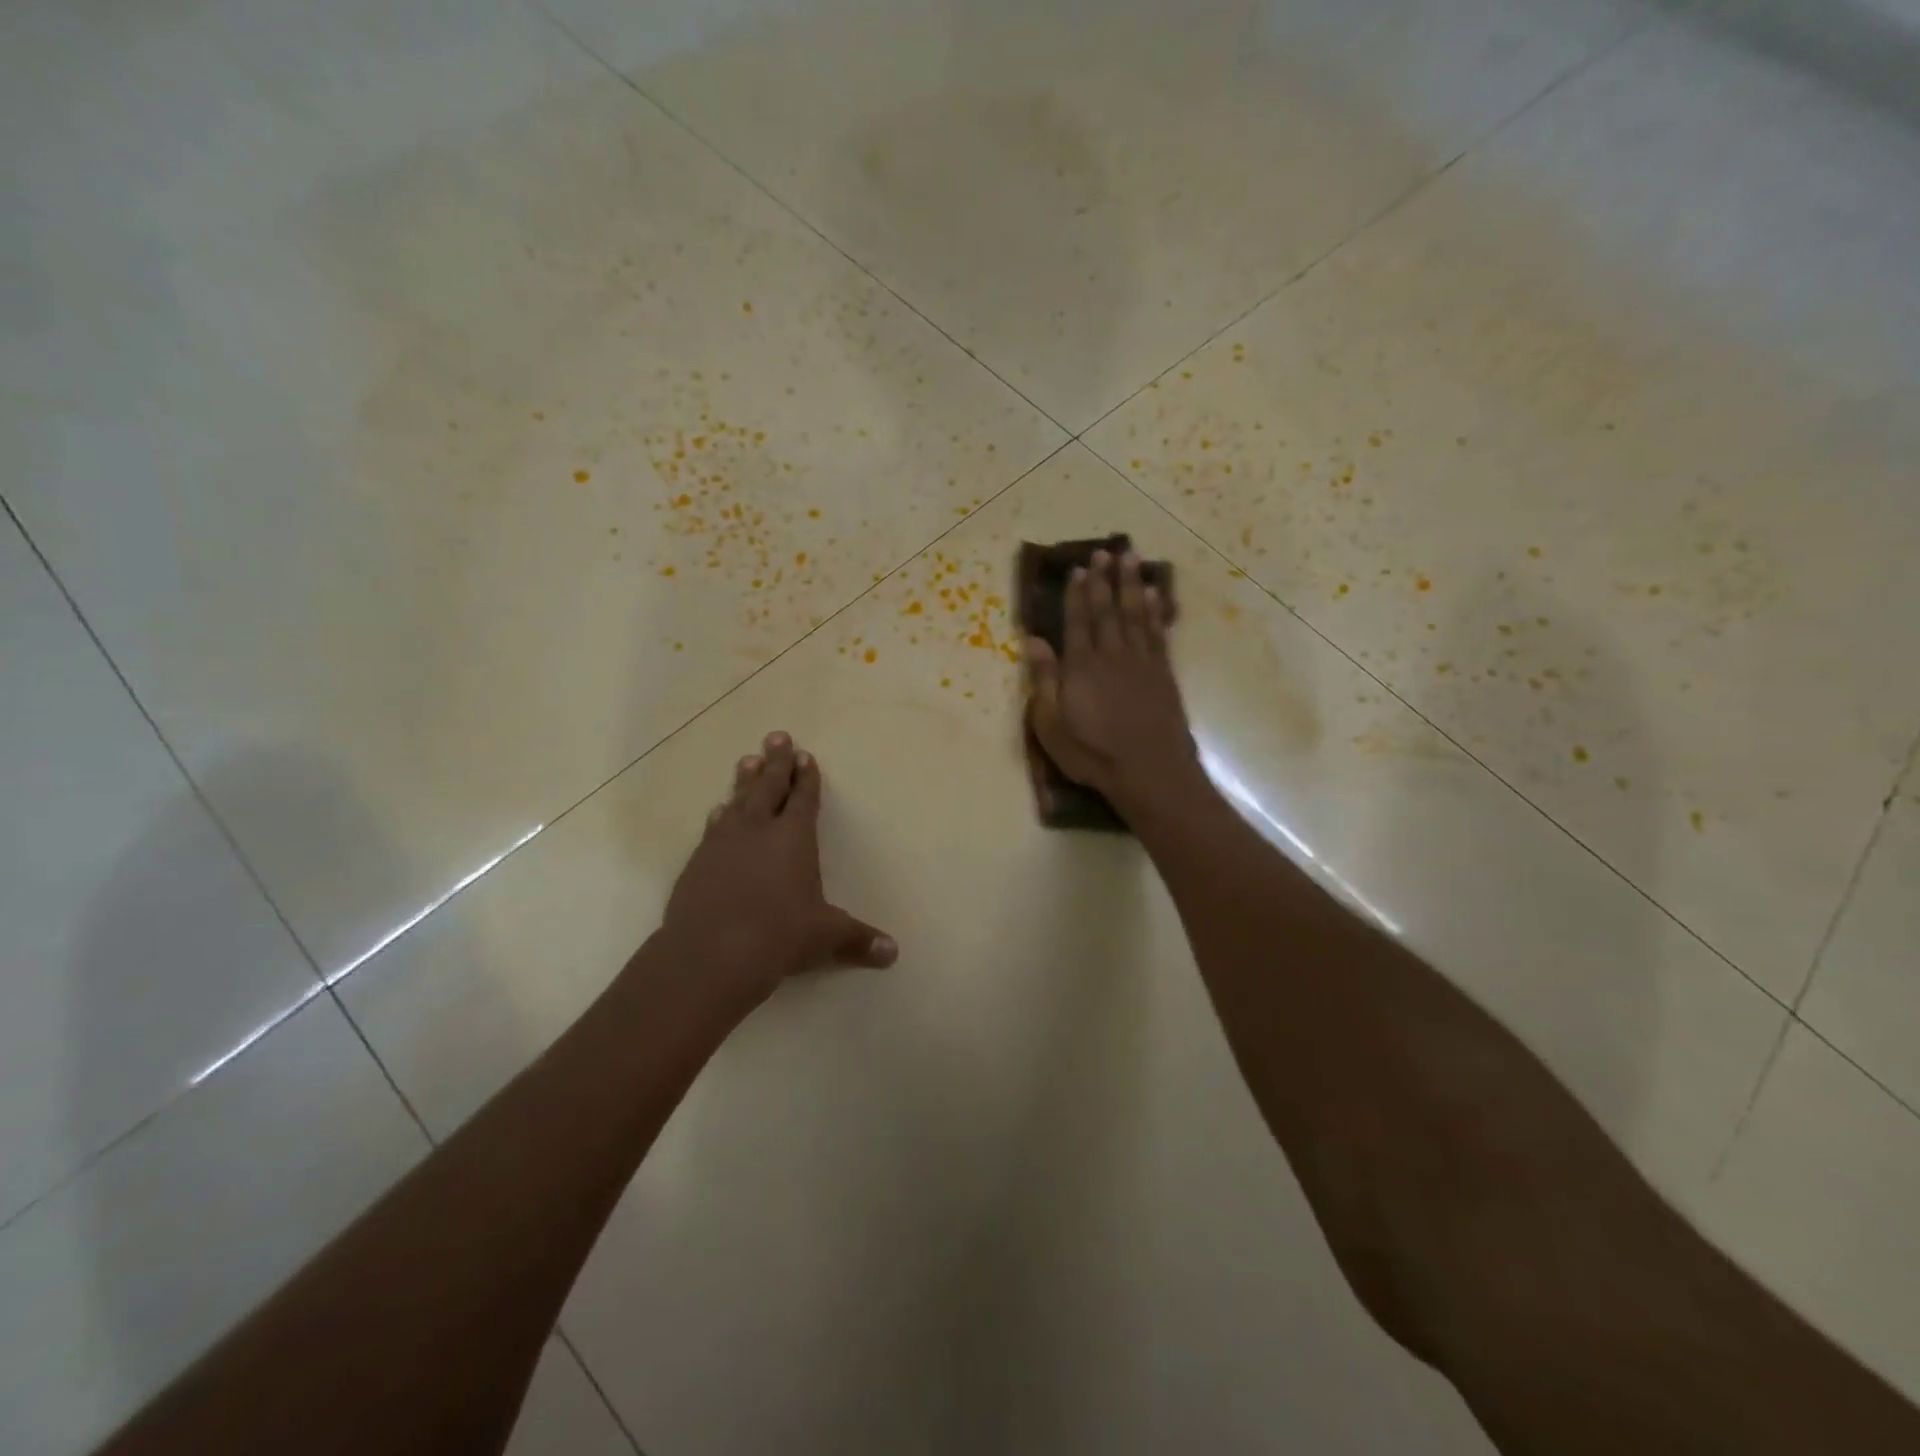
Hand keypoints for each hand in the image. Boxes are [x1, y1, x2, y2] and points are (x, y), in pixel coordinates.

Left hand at [659, 732, 895, 1015]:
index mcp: (794, 838)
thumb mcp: (825, 936)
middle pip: (768, 788)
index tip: (805, 755)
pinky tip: (717, 811)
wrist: (710, 955)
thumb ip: (858, 940)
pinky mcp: (697, 863)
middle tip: (776, 736)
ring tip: (747, 761)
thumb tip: (893, 953)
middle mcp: (758, 831)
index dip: (806, 777)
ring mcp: (723, 844)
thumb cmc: (779, 936)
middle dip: (776, 762)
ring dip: (745, 782)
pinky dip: (719, 816)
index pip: (803, 798)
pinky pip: (712, 829)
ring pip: (737, 802)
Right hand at [1026, 549, 1203, 818]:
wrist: (1151, 772)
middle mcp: (1112, 656)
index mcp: (1081, 667)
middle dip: (1104, 580)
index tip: (1077, 569)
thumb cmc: (1093, 755)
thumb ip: (1044, 681)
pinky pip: (1158, 633)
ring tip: (1131, 558)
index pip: (1077, 622)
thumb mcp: (1052, 725)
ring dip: (1131, 584)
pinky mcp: (1164, 674)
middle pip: (1107, 610)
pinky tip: (1154, 596)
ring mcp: (1142, 663)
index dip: (1076, 595)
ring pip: (1135, 614)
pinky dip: (1155, 611)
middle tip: (1105, 551)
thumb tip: (1034, 641)